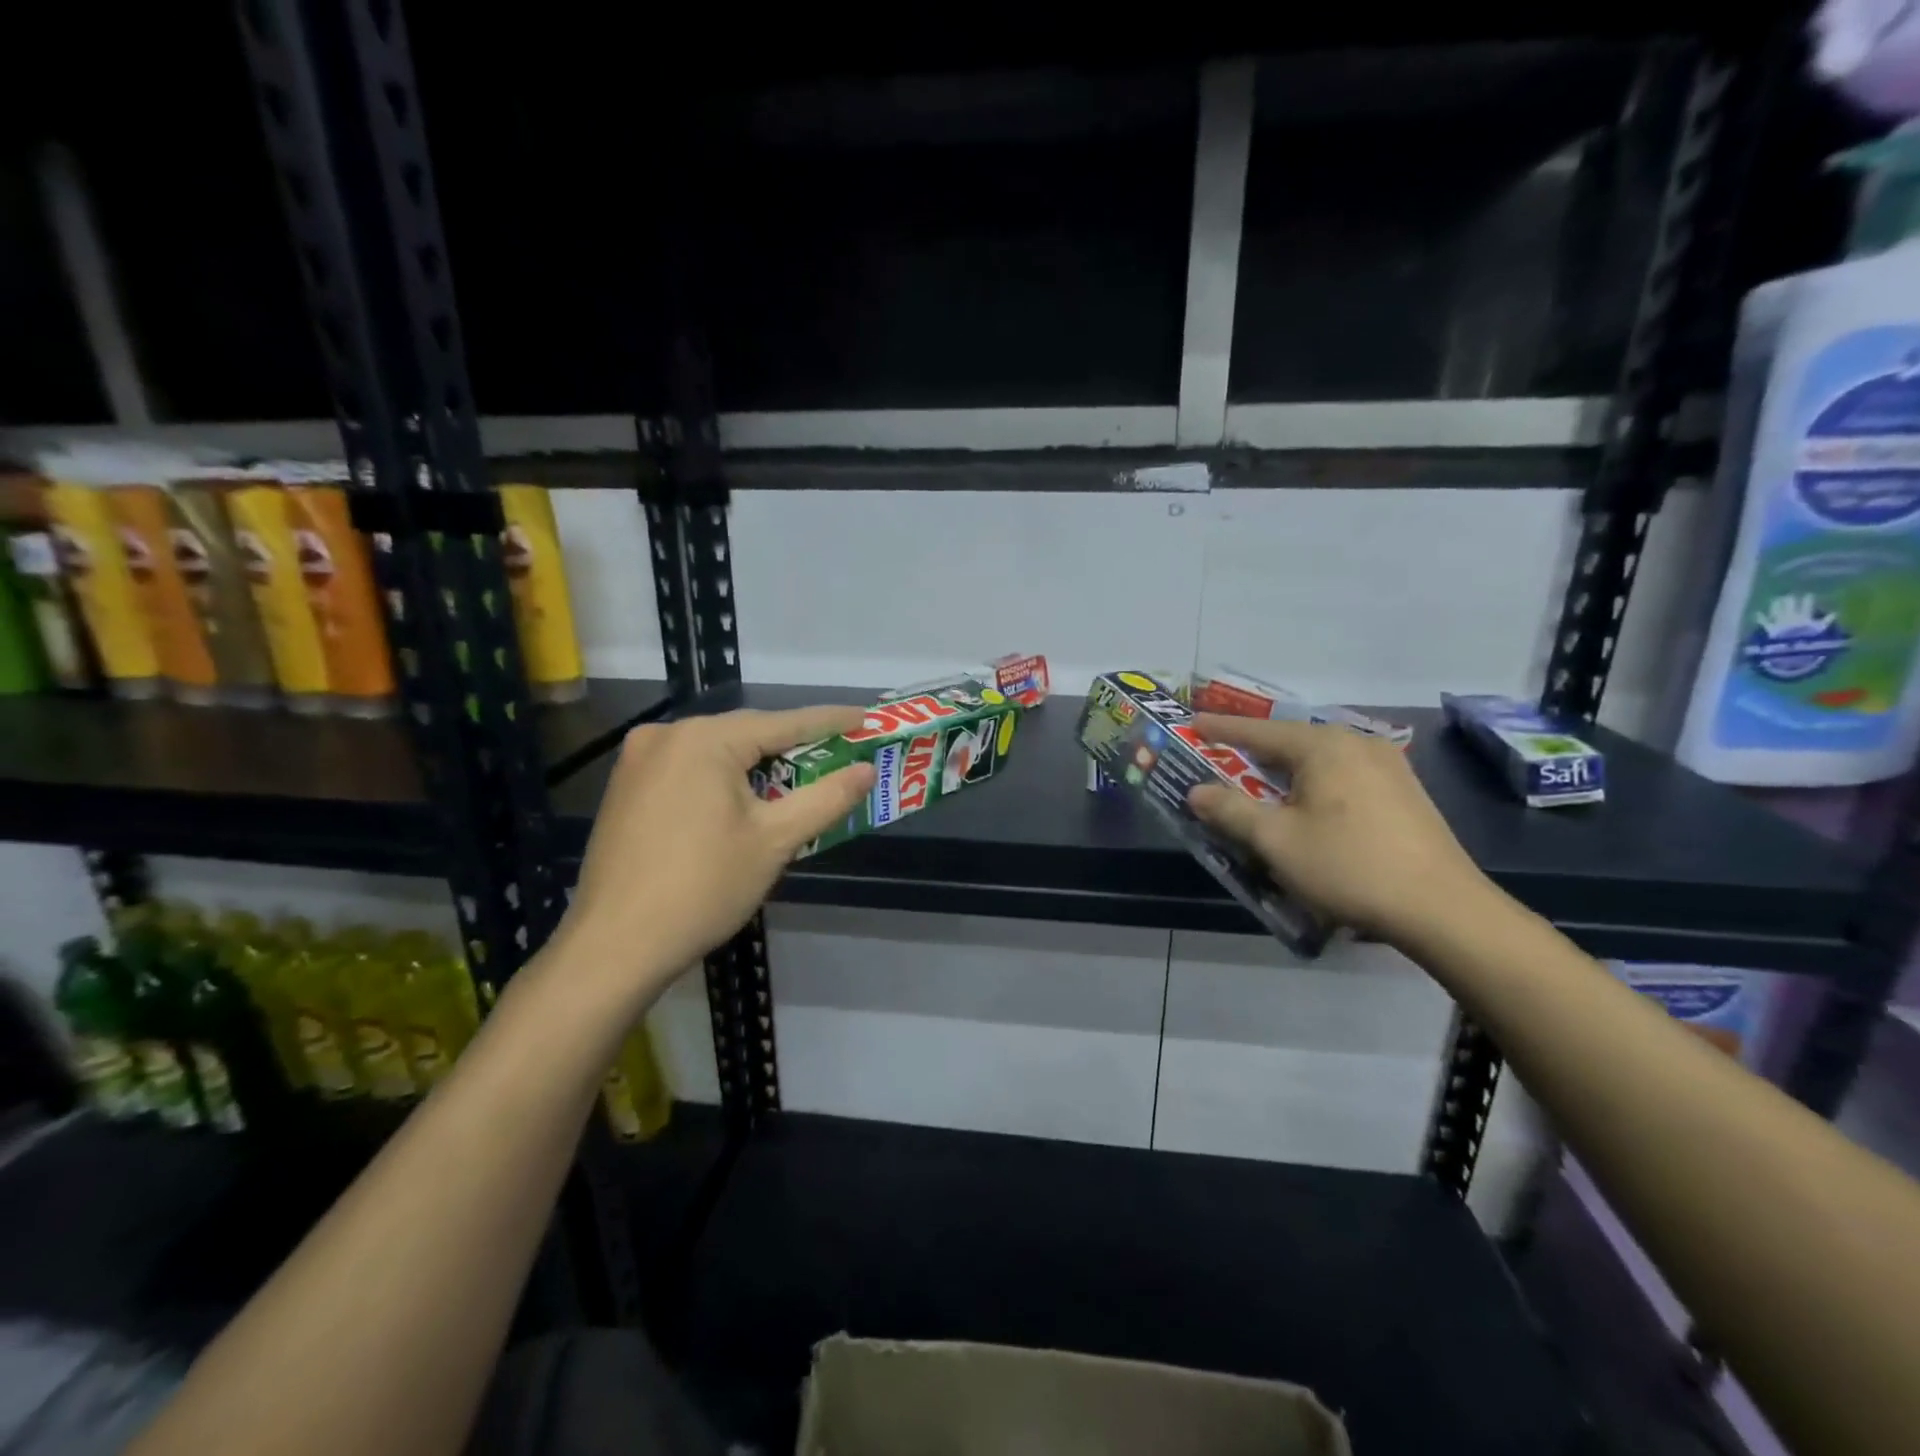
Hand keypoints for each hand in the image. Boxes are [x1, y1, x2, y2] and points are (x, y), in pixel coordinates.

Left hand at [551, 706, 875, 1005]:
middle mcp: (666, 735)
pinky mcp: (626, 788)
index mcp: (704, 739)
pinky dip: (723, 779)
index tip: (865, 717)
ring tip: (797, 782)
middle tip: (837, 757)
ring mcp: (639, 760)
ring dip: (758, 765)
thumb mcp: (775, 840)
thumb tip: (866, 770)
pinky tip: (743, 802)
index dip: (830, 721)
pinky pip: (690, 769)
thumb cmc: (703, 887)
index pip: (783, 722)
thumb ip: (826, 797)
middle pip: (747, 734)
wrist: (615, 944)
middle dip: (793, 747)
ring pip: (717, 752)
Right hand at [1187, 715, 1490, 946]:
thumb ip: (1231, 810)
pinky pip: (1341, 776)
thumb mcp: (1276, 840)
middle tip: (1219, 759)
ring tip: (1257, 786)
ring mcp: (1386, 766)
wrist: (1442, 908)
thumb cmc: (1348, 866)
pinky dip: (1312, 785)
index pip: (1258, 730)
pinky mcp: (1403, 792)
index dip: (1221, 728)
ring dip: (1283, 773)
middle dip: (1252, 752)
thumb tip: (1196, 791)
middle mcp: (1356, 744)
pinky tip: (1305, 808)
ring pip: (1317, 761)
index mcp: (1323, 746)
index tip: (1192, 724)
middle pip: (1289, 742)